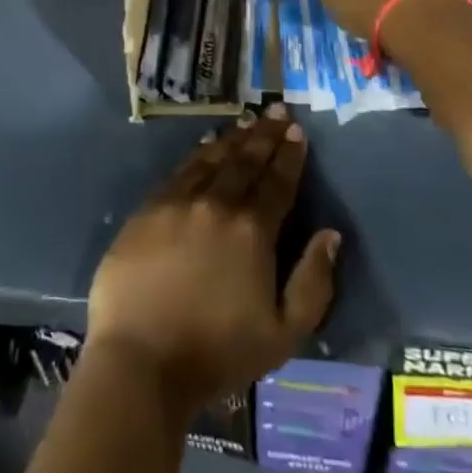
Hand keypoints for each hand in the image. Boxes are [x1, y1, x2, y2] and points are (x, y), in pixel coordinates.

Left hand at [87, 105, 340, 411]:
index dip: (290, 155)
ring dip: (234, 138)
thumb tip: (331, 235)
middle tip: (278, 111)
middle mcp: (218, 203)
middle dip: (266, 134)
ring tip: (248, 121)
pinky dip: (199, 153)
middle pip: (246, 160)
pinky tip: (206, 146)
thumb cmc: (217, 354)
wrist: (140, 361)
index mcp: (252, 230)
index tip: (298, 132)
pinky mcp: (148, 209)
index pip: (277, 181)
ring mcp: (179, 202)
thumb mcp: (283, 335)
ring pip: (213, 158)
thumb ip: (313, 283)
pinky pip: (181, 170)